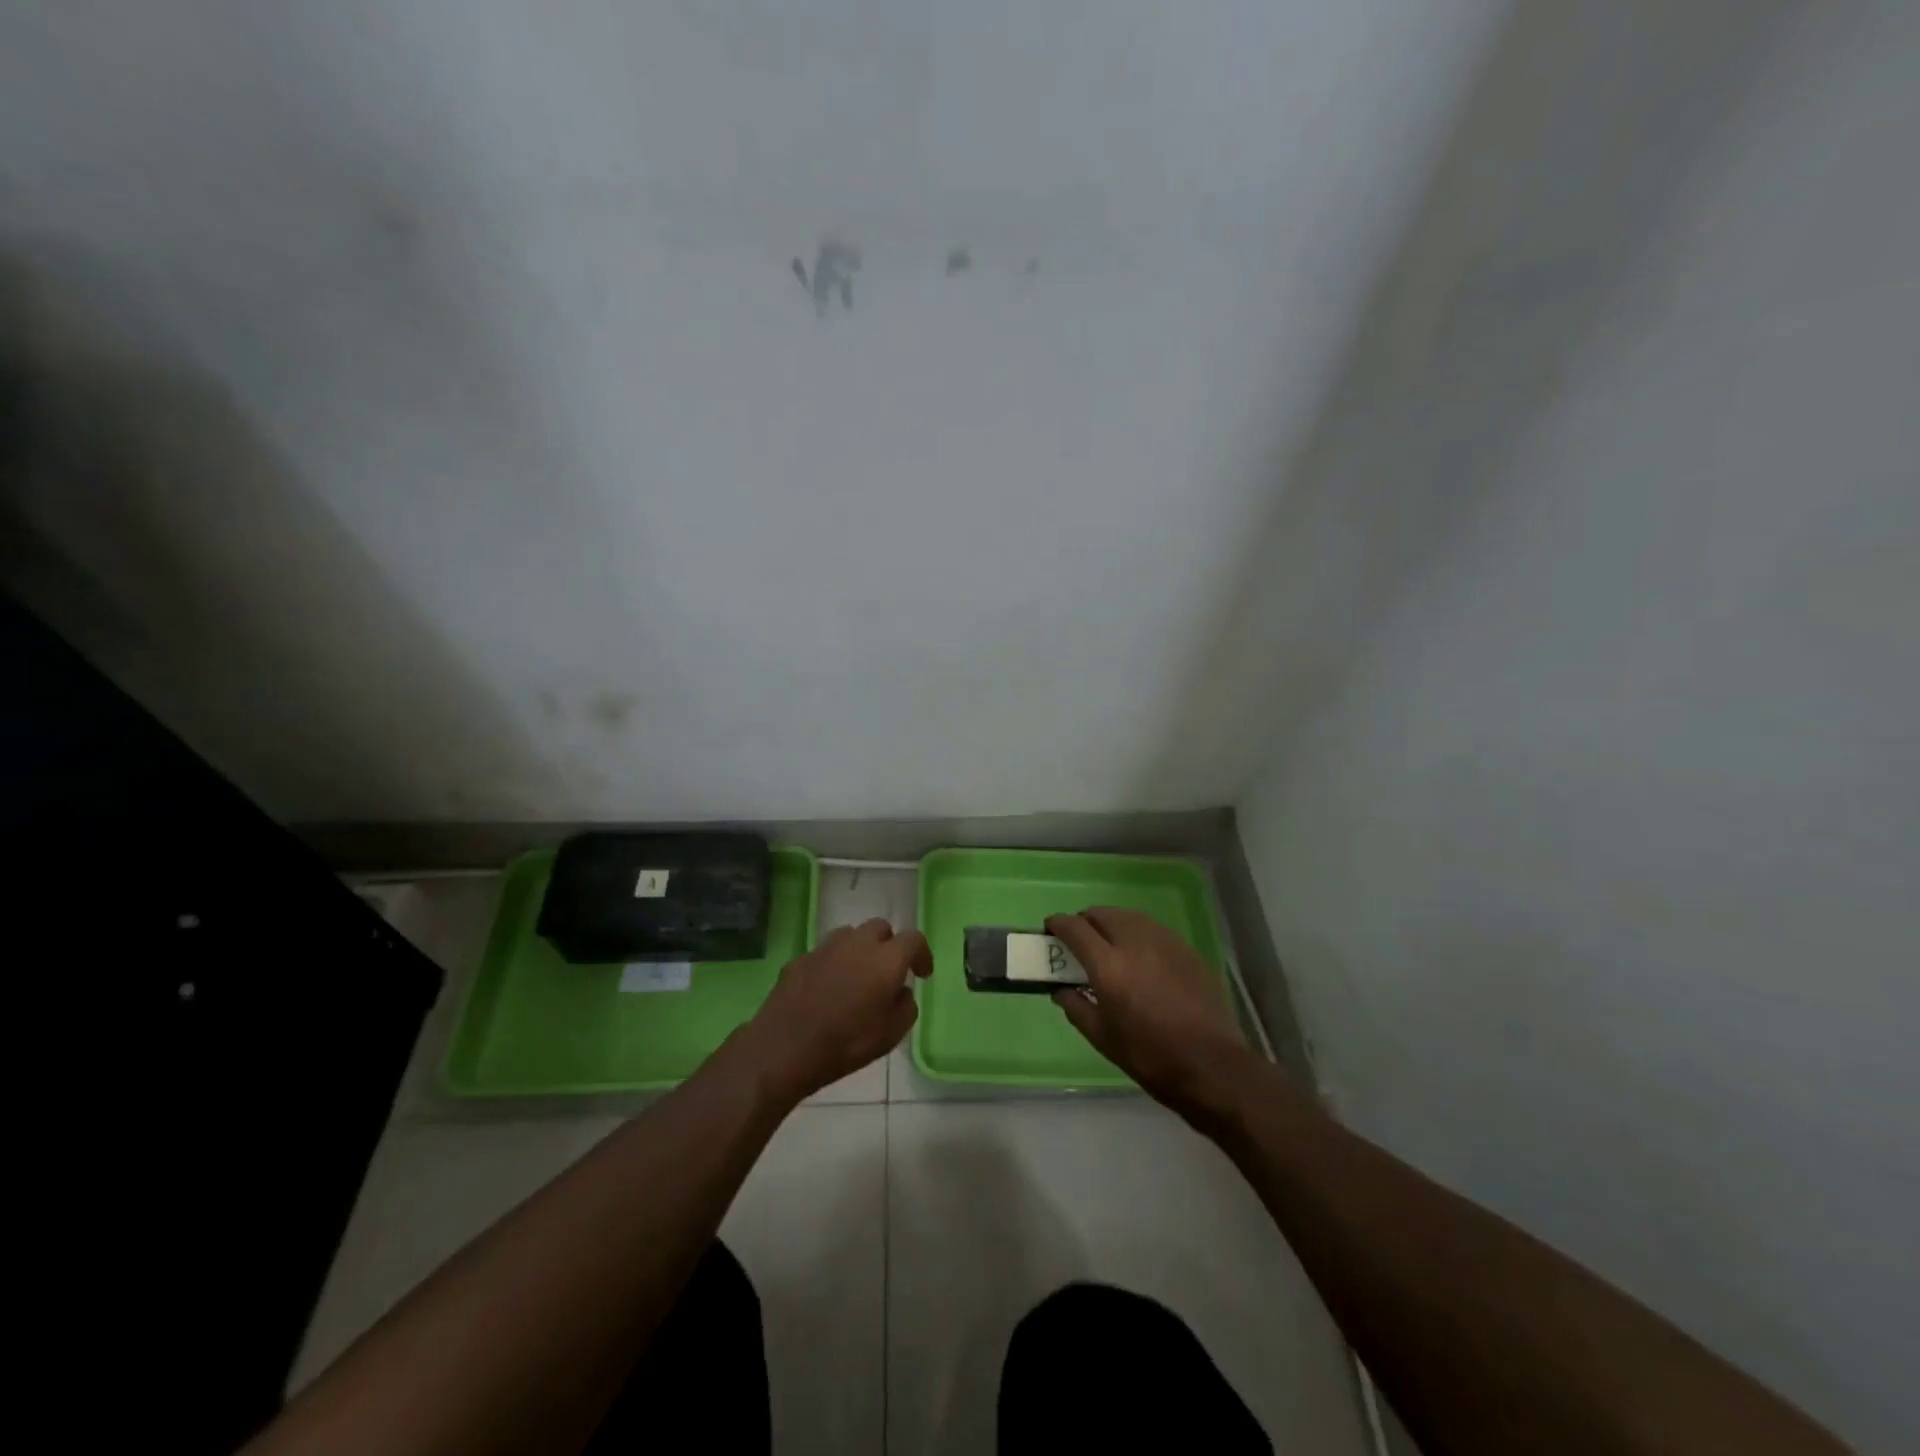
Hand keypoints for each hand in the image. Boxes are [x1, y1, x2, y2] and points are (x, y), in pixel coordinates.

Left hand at [739, 919, 930, 1104]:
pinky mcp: (800, 958)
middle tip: (887, 972)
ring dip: (860, 949)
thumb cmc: (845, 1044)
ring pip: (851, 935)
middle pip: (880, 928)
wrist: (784, 1048)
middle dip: (889, 945)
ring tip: (857, 976)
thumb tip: (901, 991)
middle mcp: (857, 943)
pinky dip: (834, 963)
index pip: (914, 938)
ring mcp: (825, 947)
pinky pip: (825, 952)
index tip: (921, 974)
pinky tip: (827, 988)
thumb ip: (906, 1007)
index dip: (922, 954)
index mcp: (885, 959)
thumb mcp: (890, 1036)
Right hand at [1046, 907, 1253, 1121]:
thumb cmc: (1150, 1057)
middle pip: (1101, 914)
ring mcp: (1163, 941)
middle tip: (1079, 941)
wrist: (1212, 1065)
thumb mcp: (1103, 1039)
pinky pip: (1151, 928)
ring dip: (1110, 923)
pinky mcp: (1185, 948)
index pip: (1075, 928)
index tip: (1050, 929)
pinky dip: (1136, 932)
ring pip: (1128, 916)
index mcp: (1108, 966)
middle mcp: (1134, 942)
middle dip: (1084, 921)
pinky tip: (1139, 955)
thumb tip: (1061, 990)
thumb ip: (1076, 1008)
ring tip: (1108, 944)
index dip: (1058, 924)